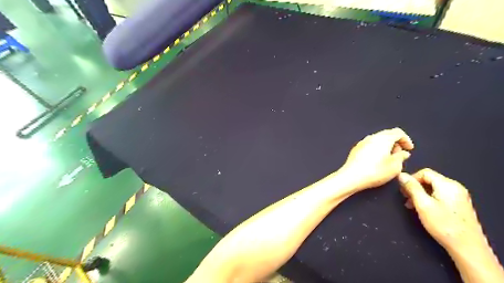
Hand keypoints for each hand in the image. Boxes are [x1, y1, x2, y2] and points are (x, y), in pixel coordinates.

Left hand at [342, 127, 413, 189]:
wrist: (352, 177)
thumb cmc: (373, 172)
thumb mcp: (395, 167)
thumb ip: (401, 157)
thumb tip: (403, 153)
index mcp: (383, 138)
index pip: (398, 132)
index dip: (406, 140)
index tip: (409, 149)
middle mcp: (372, 137)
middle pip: (387, 134)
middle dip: (396, 142)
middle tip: (399, 154)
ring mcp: (362, 142)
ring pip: (377, 140)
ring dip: (385, 146)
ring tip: (388, 158)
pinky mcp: (356, 149)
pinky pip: (369, 145)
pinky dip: (376, 149)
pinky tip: (376, 161)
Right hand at [397, 170, 488, 254]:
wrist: (467, 247)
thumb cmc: (443, 224)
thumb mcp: (423, 204)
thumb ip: (412, 187)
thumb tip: (401, 175)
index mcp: (447, 185)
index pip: (425, 172)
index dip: (411, 178)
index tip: (402, 190)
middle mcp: (455, 187)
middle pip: (429, 180)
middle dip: (415, 187)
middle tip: (405, 197)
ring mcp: (459, 196)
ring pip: (433, 188)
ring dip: (420, 194)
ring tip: (411, 205)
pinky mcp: (459, 205)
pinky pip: (440, 195)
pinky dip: (429, 199)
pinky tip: (423, 209)